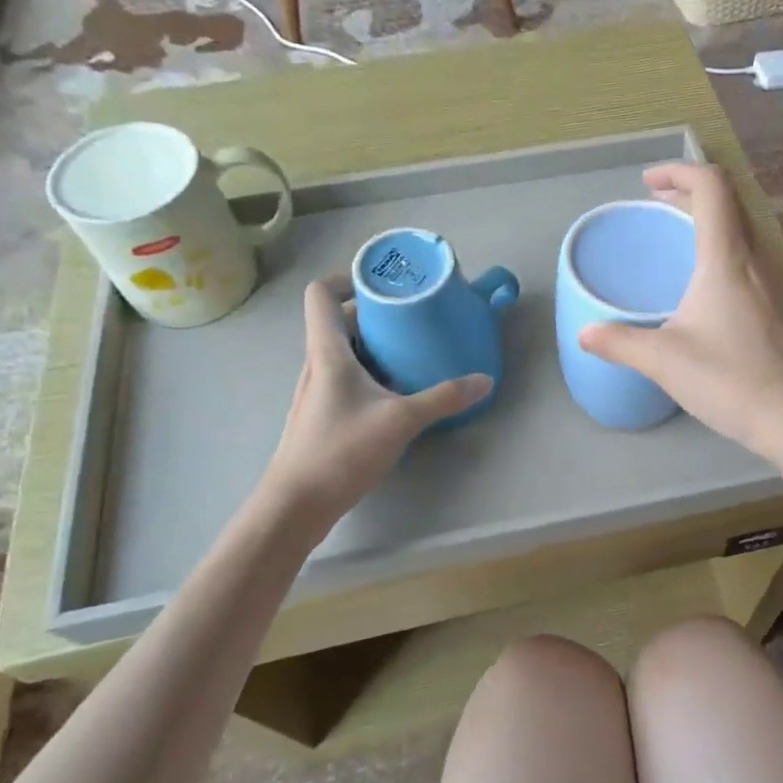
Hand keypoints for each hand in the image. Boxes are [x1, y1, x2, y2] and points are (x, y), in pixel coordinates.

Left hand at [266, 280, 490, 522]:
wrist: (297, 504)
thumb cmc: (341, 450)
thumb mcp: (401, 420)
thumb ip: (444, 398)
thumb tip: (485, 380)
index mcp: (327, 352)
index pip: (321, 294)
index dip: (348, 279)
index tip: (384, 284)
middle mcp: (317, 364)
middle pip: (338, 321)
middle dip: (375, 313)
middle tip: (413, 316)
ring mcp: (317, 390)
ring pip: (344, 351)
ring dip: (374, 344)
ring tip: (411, 349)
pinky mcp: (323, 414)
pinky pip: (347, 377)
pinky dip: (371, 372)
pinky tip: (398, 390)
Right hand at [578, 163, 782, 465]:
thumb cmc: (731, 380)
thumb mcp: (665, 361)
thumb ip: (620, 343)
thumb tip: (585, 334)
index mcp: (728, 258)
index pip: (711, 186)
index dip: (679, 171)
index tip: (648, 182)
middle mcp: (759, 259)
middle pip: (731, 202)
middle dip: (691, 193)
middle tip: (659, 205)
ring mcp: (781, 283)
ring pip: (746, 231)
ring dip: (712, 223)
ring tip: (680, 243)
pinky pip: (756, 260)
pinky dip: (727, 253)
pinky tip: (711, 292)